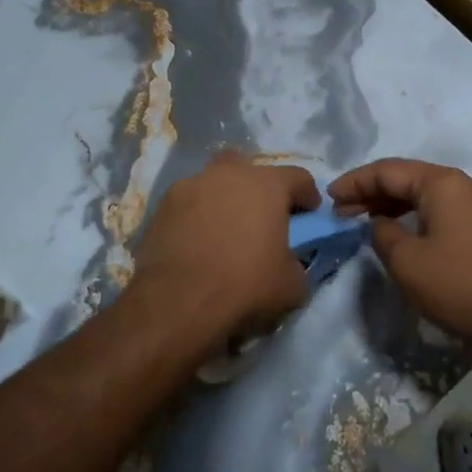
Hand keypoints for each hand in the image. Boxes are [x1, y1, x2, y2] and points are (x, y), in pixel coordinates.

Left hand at [130, 152, 320, 354]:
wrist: (177, 303)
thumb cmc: (244, 286)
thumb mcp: (292, 285)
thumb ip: (297, 262)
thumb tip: (289, 262)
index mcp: (266, 185)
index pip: (298, 177)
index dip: (307, 195)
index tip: (309, 214)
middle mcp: (228, 174)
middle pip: (250, 168)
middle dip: (259, 187)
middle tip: (262, 216)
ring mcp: (190, 186)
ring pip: (214, 182)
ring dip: (224, 198)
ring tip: (225, 229)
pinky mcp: (162, 206)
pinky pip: (188, 203)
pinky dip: (196, 216)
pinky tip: (197, 242)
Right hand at [329, 159, 471, 350]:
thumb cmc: (454, 284)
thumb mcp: (404, 260)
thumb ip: (382, 232)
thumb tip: (381, 224)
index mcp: (443, 183)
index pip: (388, 171)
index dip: (355, 182)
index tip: (329, 196)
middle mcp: (462, 184)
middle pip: (407, 177)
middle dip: (371, 191)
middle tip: (341, 209)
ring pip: (424, 193)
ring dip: (391, 203)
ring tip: (361, 218)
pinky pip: (440, 207)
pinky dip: (413, 213)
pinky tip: (395, 227)